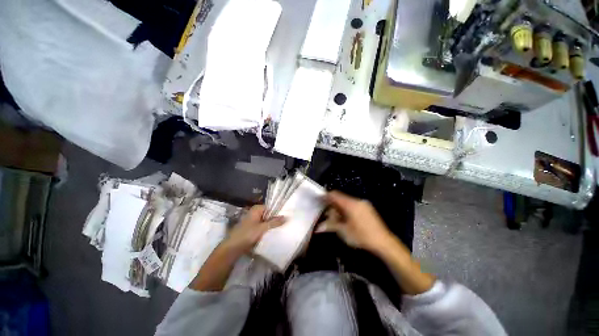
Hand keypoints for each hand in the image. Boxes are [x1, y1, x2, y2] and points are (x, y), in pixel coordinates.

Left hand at [220, 205, 284, 256]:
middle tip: (284, 223)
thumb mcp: (262, 228)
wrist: (231, 249)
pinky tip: (271, 234)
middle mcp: (254, 213)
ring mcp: (252, 221)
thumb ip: (274, 222)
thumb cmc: (247, 235)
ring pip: (265, 221)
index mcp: (256, 209)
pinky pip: (261, 227)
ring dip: (271, 225)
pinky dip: (266, 229)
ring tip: (280, 229)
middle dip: (275, 219)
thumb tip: (286, 217)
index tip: (285, 217)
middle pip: (268, 214)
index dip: (277, 212)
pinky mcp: (251, 229)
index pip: (270, 207)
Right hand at [316, 191, 393, 253]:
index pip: (335, 195)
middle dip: (332, 206)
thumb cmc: (362, 236)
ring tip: (336, 219)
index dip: (326, 196)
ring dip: (340, 208)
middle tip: (327, 215)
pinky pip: (354, 205)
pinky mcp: (368, 209)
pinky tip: (346, 220)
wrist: (384, 243)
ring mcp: (364, 204)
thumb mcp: (343, 231)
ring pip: (347, 202)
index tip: (319, 200)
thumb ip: (330, 226)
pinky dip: (347, 210)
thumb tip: (318, 227)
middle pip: (341, 199)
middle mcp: (357, 201)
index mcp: (350, 204)